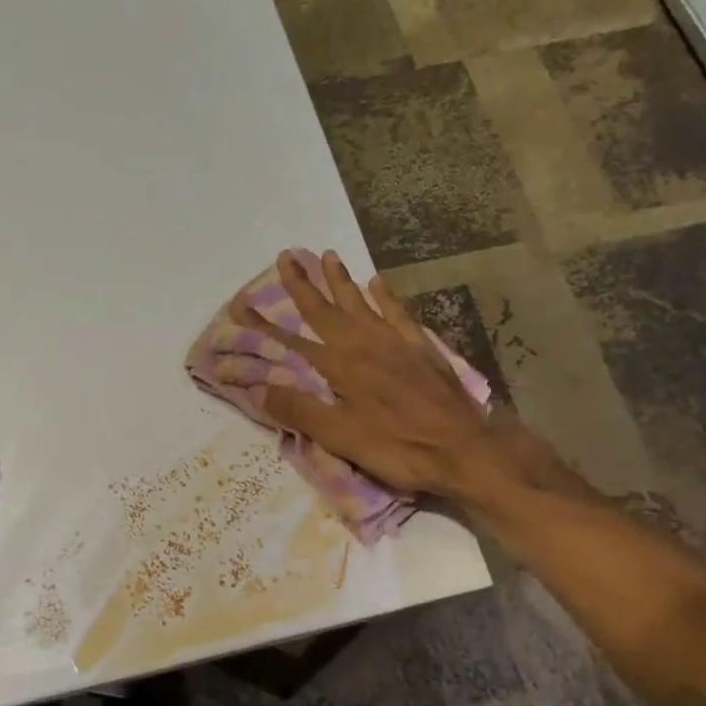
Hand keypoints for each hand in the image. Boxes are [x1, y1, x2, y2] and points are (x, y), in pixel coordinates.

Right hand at [219, 249, 509, 497]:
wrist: (463, 449)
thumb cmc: (397, 447)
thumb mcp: (341, 437)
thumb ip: (300, 411)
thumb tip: (259, 389)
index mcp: (341, 367)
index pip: (294, 341)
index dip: (266, 324)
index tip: (242, 304)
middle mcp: (365, 345)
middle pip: (327, 310)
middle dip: (304, 285)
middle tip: (286, 257)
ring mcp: (396, 344)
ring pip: (362, 304)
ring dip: (342, 281)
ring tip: (328, 255)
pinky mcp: (421, 350)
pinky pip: (398, 314)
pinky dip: (385, 297)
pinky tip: (377, 283)